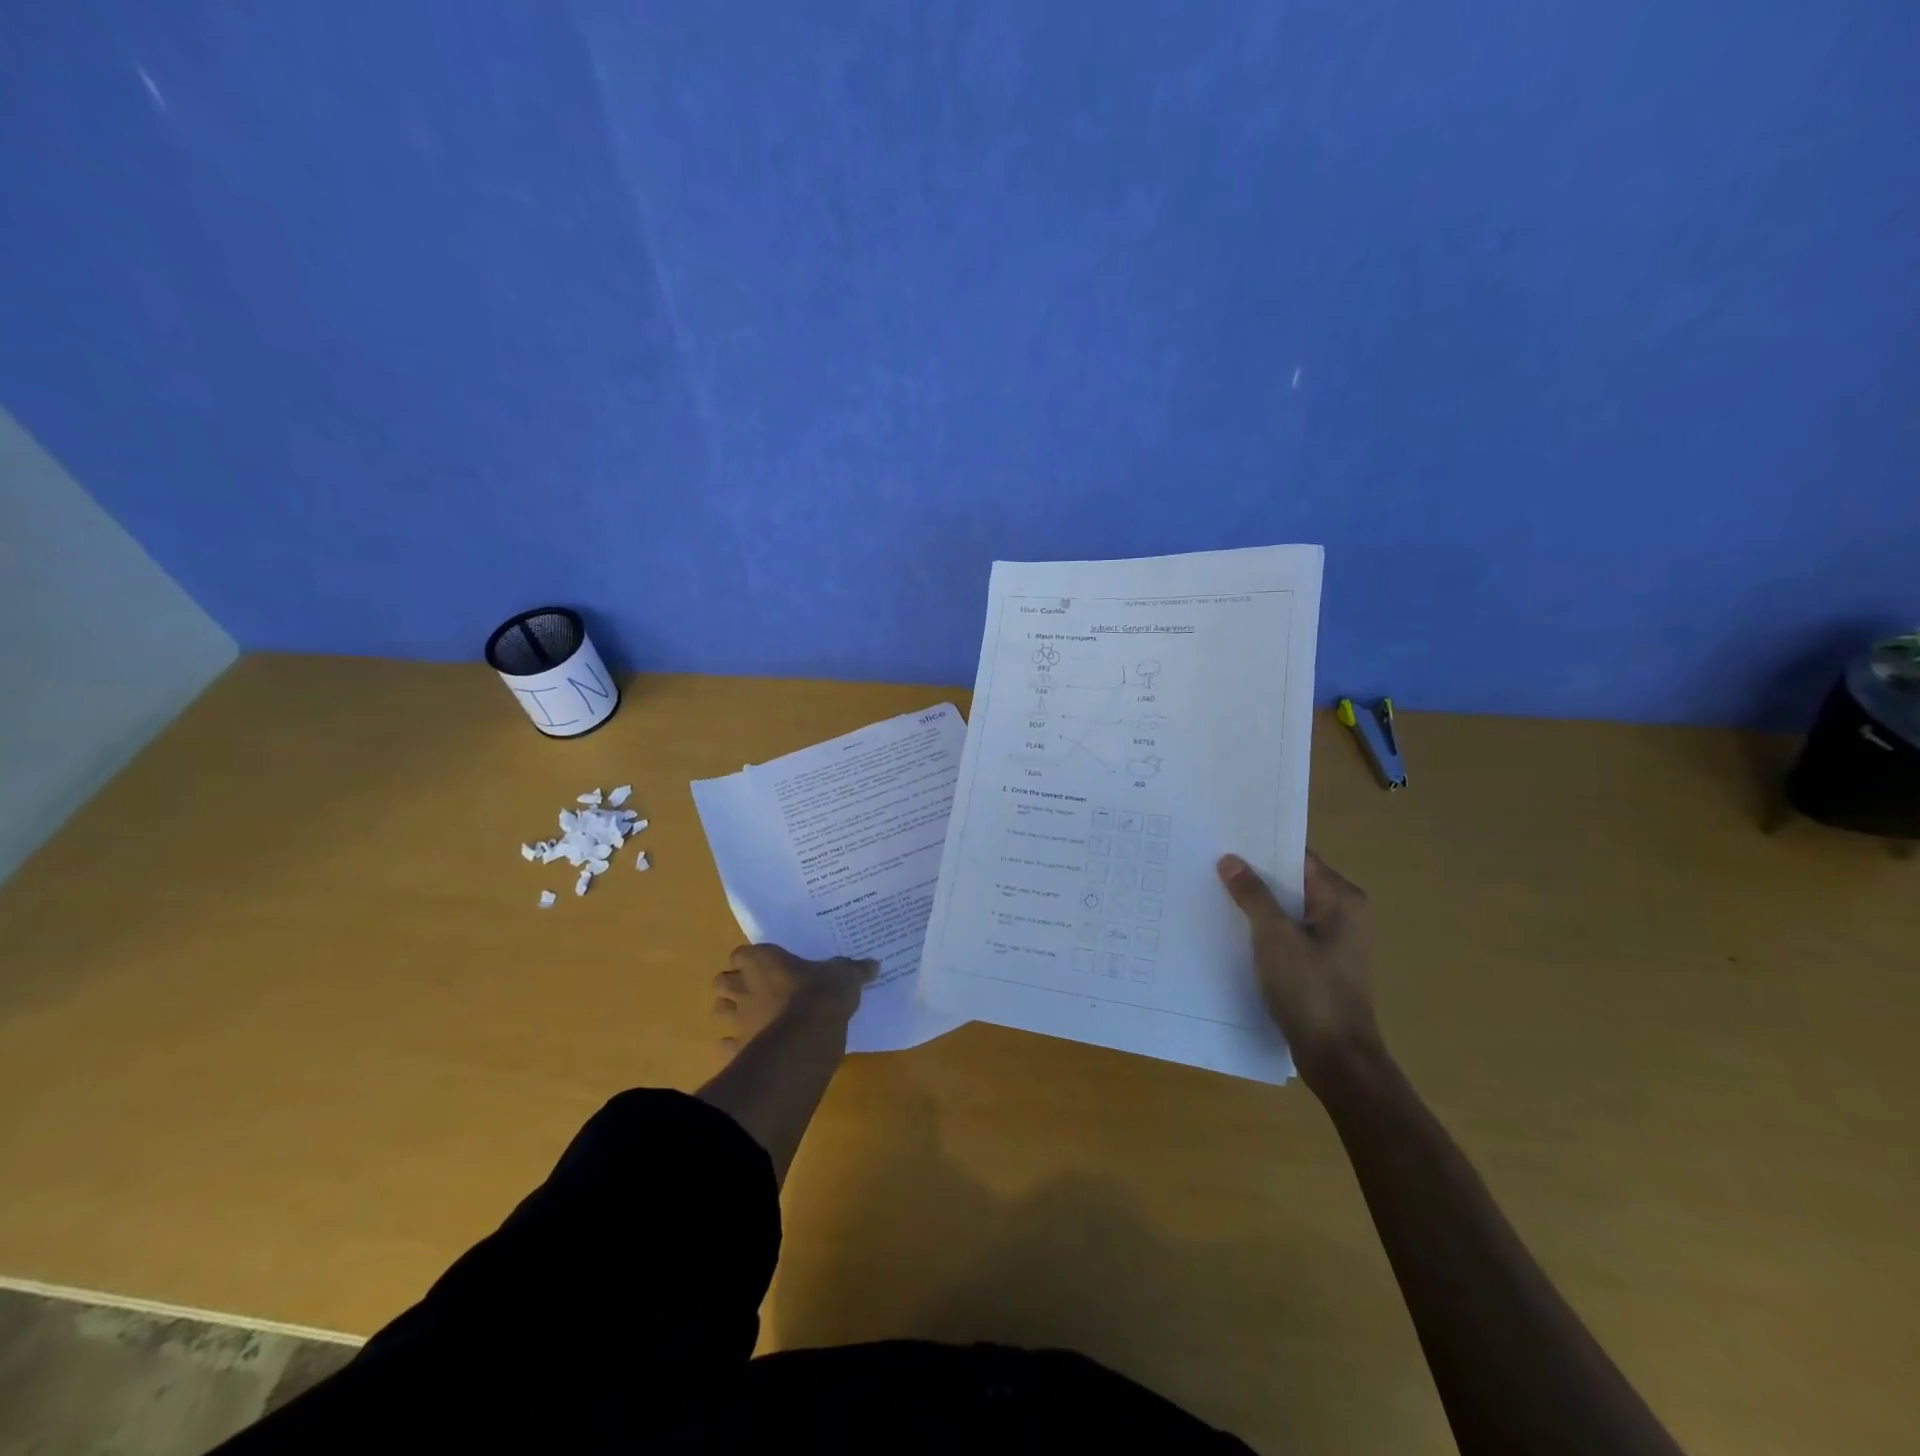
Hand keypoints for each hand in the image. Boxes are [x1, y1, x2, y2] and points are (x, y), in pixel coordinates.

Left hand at [711, 944, 876, 1050]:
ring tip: (750, 1018)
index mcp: (762, 961)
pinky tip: (752, 1048)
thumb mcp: (845, 975)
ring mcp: (736, 1018)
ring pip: (719, 1011)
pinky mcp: (736, 1048)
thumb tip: (873, 964)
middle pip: (722, 981)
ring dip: (730, 1013)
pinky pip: (726, 1046)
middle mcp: (743, 986)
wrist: (807, 1037)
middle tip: (754, 991)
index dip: (750, 960)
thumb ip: (855, 970)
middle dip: (733, 985)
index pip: (741, 953)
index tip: (765, 966)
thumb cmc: (822, 994)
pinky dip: (735, 1047)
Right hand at [1217, 851, 1384, 1093]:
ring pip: (1287, 909)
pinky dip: (1263, 928)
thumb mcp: (1275, 936)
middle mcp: (1342, 913)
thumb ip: (1252, 894)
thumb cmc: (1310, 989)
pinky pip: (1287, 933)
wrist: (1337, 1057)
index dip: (1262, 847)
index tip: (1225, 838)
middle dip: (1254, 874)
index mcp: (1341, 899)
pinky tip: (1232, 928)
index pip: (1298, 857)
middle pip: (1291, 882)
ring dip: (1256, 902)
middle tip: (1211, 861)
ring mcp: (1332, 941)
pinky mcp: (1320, 964)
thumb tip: (1230, 859)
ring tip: (1214, 890)